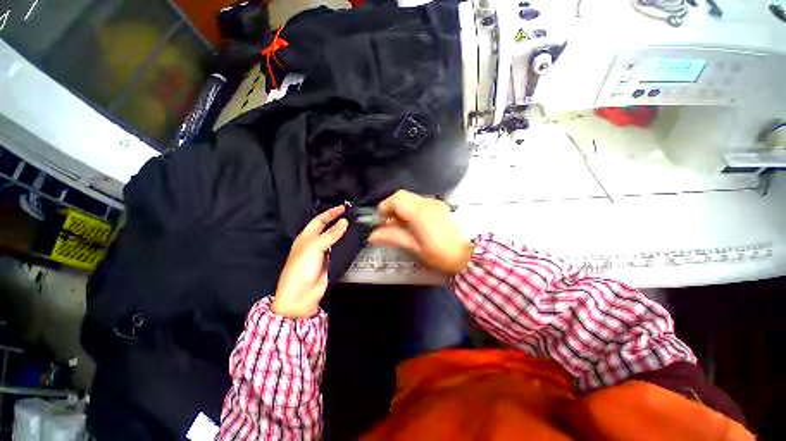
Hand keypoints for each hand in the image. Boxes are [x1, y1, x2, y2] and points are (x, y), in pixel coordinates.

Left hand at [272, 206, 348, 317]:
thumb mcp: (314, 247)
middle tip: (353, 215)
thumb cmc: (302, 268)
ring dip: (344, 232)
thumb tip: (345, 221)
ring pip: (335, 239)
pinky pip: (340, 250)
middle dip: (338, 221)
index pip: (319, 220)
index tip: (344, 208)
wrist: (301, 295)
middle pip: (328, 228)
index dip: (330, 213)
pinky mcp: (331, 261)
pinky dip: (346, 244)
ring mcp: (324, 253)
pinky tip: (355, 240)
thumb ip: (330, 234)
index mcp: (306, 237)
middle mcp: (315, 243)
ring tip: (357, 225)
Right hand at [368, 190, 471, 274]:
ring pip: (411, 198)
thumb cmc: (438, 255)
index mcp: (421, 212)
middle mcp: (429, 202)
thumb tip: (372, 235)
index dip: (385, 206)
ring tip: (400, 225)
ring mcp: (436, 202)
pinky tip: (412, 223)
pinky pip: (420, 202)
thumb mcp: (413, 248)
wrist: (465, 256)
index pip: (397, 198)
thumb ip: (393, 237)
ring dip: (401, 208)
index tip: (381, 221)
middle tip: (388, 223)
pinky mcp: (440, 205)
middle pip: (403, 196)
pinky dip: (411, 209)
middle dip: (392, 207)